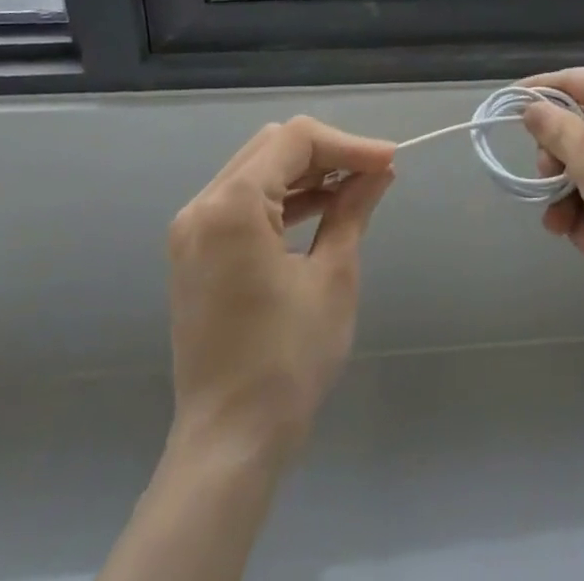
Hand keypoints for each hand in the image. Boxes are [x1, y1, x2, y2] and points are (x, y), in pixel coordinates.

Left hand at [165, 116, 395, 455]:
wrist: (228, 443)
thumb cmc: (286, 360)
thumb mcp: (332, 276)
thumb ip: (352, 209)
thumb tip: (379, 171)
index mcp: (232, 205)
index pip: (296, 140)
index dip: (348, 143)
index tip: (389, 161)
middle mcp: (203, 206)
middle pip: (274, 147)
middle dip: (328, 153)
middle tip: (374, 172)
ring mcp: (193, 230)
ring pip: (258, 170)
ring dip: (307, 173)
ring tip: (356, 188)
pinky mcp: (196, 253)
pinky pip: (243, 201)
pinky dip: (283, 198)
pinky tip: (322, 210)